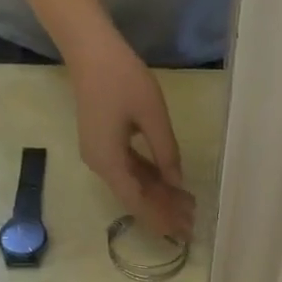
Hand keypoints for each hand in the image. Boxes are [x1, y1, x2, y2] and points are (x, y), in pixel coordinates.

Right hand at [65, 27, 195, 240]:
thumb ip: (166, 152)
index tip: (182, 233)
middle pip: (135, 197)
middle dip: (163, 210)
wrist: (90, 48)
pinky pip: (129, 168)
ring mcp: (101, 154)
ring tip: (187, 206)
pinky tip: (170, 184)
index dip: (160, 218)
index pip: (137, 202)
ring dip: (159, 195)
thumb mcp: (152, 115)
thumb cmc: (122, 78)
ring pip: (134, 184)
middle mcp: (101, 165)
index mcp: (109, 161)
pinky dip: (150, 178)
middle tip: (192, 223)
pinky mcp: (105, 143)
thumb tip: (177, 183)